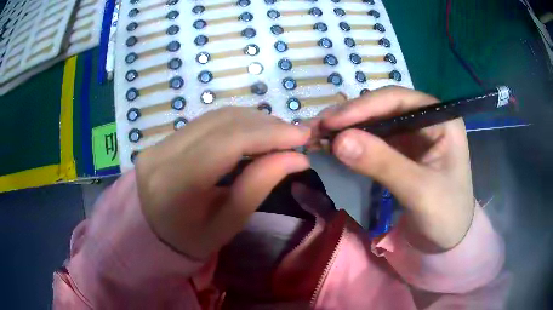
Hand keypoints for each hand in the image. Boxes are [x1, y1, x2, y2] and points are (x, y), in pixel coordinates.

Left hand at [135, 107, 310, 258]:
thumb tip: (297, 157)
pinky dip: (236, 123)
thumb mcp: (229, 223)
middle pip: (221, 123)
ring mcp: (159, 143)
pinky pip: (206, 121)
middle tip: (295, 135)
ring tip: (279, 133)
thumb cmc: (193, 240)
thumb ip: (259, 185)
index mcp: (174, 185)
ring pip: (215, 117)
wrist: (155, 234)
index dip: (267, 134)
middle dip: (265, 125)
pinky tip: (254, 132)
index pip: (225, 144)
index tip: (302, 135)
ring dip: (253, 121)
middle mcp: (161, 155)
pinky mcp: (163, 138)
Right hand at [321, 86, 474, 251]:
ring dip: (348, 129)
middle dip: (351, 117)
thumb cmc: (446, 215)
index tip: (330, 121)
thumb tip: (338, 140)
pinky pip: (375, 142)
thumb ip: (382, 164)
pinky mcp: (403, 152)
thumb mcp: (418, 190)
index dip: (363, 107)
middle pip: (384, 108)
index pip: (398, 100)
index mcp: (441, 120)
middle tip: (317, 128)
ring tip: (319, 136)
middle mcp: (426, 120)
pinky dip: (354, 144)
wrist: (449, 241)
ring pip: (376, 124)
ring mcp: (414, 136)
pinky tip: (336, 148)